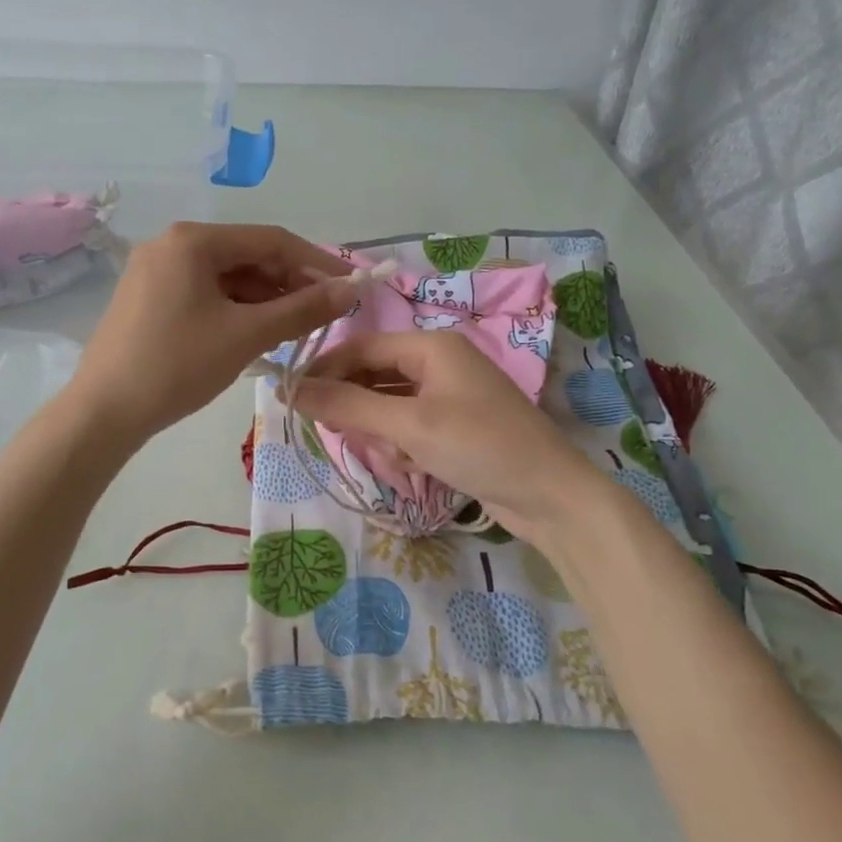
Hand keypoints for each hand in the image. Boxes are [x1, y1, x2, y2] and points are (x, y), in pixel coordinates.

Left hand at [68, 222, 353, 441]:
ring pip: (226, 277)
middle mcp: (172, 244)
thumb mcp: (246, 335)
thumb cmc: (177, 365)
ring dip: (264, 299)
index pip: (271, 240)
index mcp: (193, 240)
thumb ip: (302, 309)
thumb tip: (350, 290)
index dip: (317, 262)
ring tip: (295, 329)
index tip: (351, 286)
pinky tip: (256, 333)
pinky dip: (235, 309)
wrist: (103, 412)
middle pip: (247, 256)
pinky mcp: (148, 296)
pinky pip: (205, 293)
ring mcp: (156, 270)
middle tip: (324, 314)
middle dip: (289, 283)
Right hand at [291, 330, 608, 542]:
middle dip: (358, 407)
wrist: (551, 496)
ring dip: (383, 432)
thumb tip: (291, 389)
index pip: (361, 347)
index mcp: (431, 346)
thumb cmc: (480, 446)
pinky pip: (410, 427)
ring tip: (399, 457)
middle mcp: (439, 363)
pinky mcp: (455, 426)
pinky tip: (416, 466)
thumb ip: (349, 405)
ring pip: (389, 405)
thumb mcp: (409, 425)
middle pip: (374, 375)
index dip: (324, 370)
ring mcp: (449, 396)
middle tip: (344, 436)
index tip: (292, 399)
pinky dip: (404, 445)